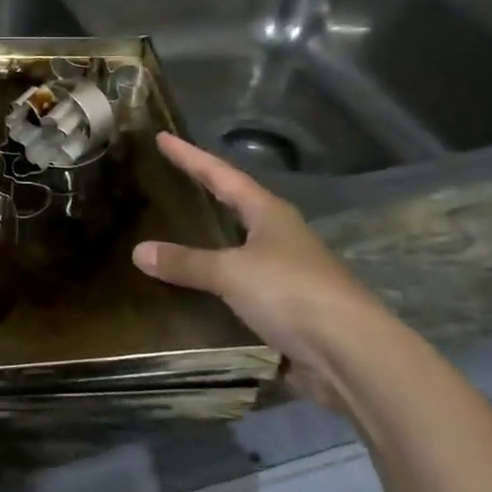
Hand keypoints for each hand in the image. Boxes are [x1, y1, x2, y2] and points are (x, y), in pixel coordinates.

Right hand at [134, 132, 389, 409]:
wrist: (353, 355)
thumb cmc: (291, 292)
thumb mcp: (231, 272)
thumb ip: (186, 262)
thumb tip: (138, 251)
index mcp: (268, 213)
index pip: (220, 174)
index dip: (190, 156)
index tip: (163, 137)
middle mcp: (279, 236)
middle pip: (235, 205)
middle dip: (204, 194)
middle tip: (170, 181)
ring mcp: (287, 272)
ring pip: (239, 248)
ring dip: (210, 243)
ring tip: (174, 235)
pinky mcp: (288, 308)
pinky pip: (241, 287)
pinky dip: (217, 284)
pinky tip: (194, 291)